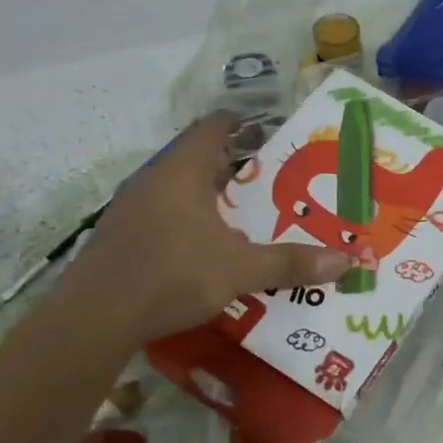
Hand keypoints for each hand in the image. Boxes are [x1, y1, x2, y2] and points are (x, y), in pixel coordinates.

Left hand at [66, 114, 350, 339]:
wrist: (94, 319)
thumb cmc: (171, 275)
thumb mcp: (240, 269)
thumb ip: (291, 263)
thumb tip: (348, 262)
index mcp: (181, 172)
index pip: (212, 128)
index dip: (241, 124)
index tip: (269, 131)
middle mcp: (152, 181)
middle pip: (196, 159)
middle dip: (233, 167)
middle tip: (271, 180)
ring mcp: (130, 210)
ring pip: (178, 191)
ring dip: (209, 198)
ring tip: (245, 215)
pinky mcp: (120, 238)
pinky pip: (163, 216)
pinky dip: (188, 222)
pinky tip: (206, 248)